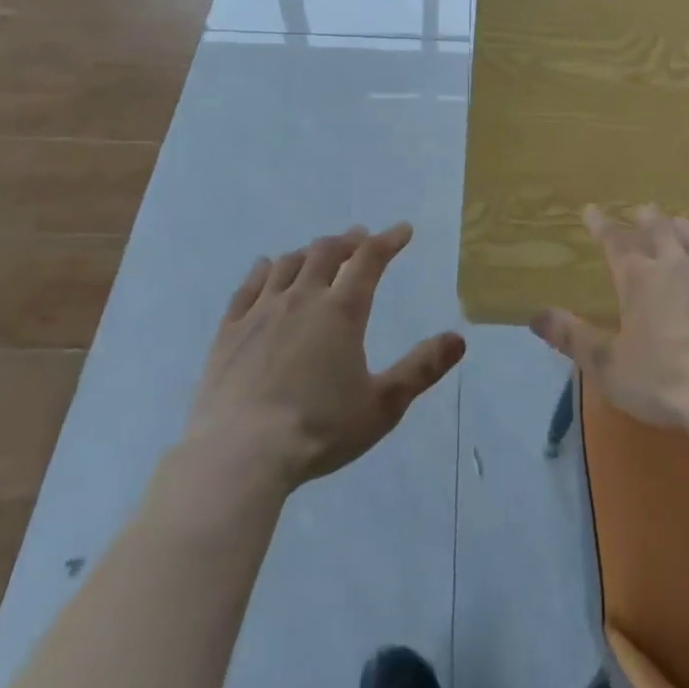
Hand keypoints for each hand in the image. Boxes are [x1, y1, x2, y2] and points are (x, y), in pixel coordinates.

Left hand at [181, 223, 465, 490]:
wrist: (240, 457)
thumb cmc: (318, 431)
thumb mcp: (382, 406)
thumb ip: (421, 369)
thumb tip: (459, 338)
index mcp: (341, 311)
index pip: (370, 259)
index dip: (389, 239)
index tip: (402, 230)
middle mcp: (302, 298)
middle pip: (326, 252)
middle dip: (348, 241)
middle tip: (359, 239)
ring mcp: (261, 312)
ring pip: (288, 263)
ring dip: (309, 252)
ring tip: (318, 254)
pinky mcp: (228, 331)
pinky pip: (248, 286)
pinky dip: (264, 270)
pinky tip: (266, 267)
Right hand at [530, 206, 688, 429]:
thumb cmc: (664, 381)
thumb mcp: (608, 366)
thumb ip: (572, 338)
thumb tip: (535, 315)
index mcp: (639, 277)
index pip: (614, 240)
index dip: (601, 224)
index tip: (591, 210)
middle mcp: (674, 265)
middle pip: (658, 230)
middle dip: (646, 219)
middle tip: (641, 210)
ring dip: (680, 230)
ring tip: (676, 223)